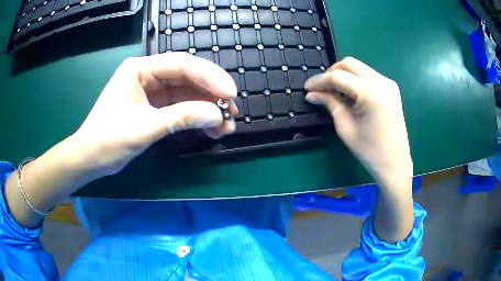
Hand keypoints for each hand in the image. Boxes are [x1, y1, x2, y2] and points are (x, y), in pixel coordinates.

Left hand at [72, 52, 237, 176]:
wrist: (90, 159)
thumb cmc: (108, 139)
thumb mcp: (145, 127)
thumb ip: (181, 118)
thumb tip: (218, 116)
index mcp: (140, 69)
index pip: (182, 65)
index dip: (210, 77)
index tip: (231, 94)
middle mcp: (148, 75)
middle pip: (188, 78)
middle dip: (212, 95)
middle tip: (232, 112)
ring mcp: (153, 92)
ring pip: (187, 94)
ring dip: (207, 109)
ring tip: (225, 126)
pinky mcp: (155, 108)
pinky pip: (181, 108)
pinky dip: (196, 118)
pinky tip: (210, 128)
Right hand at [305, 57, 411, 189]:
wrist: (395, 164)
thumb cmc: (369, 150)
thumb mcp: (345, 126)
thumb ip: (329, 103)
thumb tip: (311, 94)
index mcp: (369, 90)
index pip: (337, 76)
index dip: (319, 81)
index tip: (307, 88)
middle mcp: (381, 81)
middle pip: (349, 64)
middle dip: (332, 72)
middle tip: (321, 88)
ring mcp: (388, 83)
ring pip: (360, 68)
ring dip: (344, 75)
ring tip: (334, 92)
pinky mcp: (392, 89)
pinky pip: (369, 76)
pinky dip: (356, 80)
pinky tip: (351, 94)